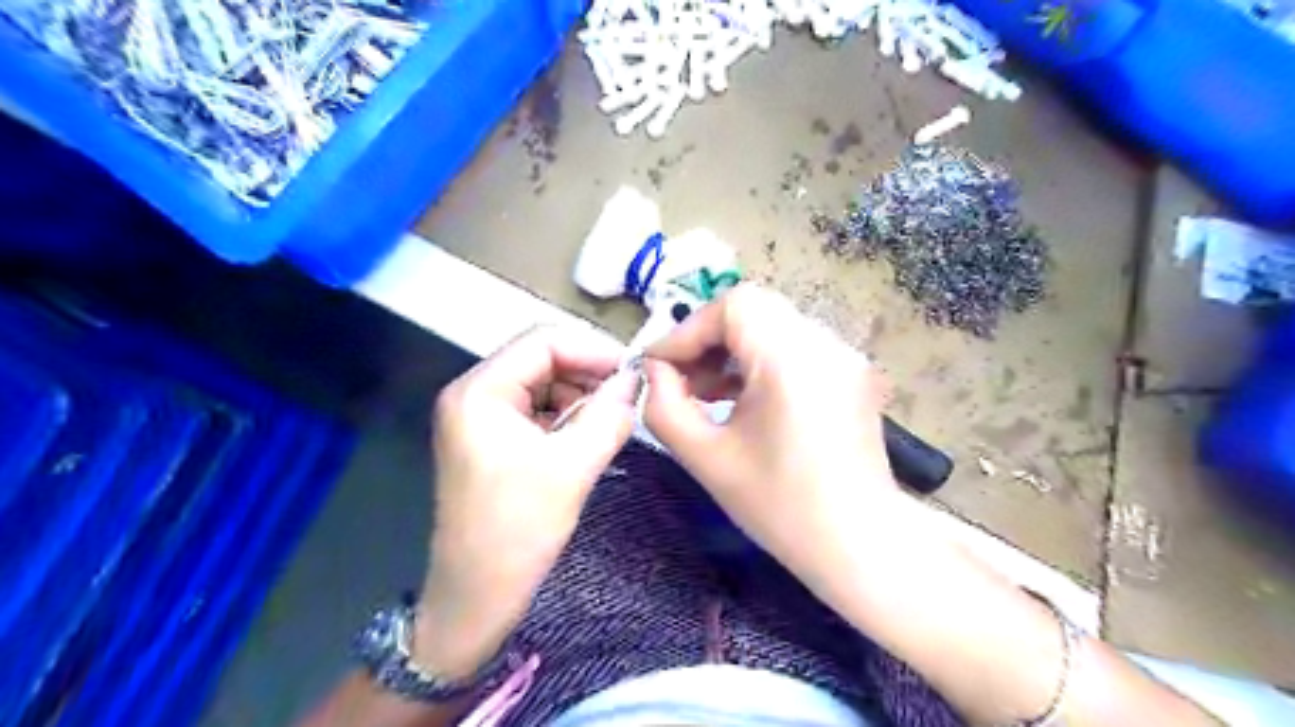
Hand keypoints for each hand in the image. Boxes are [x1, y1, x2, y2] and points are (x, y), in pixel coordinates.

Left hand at [414, 326, 636, 677]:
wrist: (475, 598)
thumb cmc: (517, 532)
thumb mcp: (571, 468)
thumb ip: (609, 415)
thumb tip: (637, 380)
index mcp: (480, 391)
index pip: (543, 342)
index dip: (593, 350)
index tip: (633, 373)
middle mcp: (474, 394)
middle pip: (541, 358)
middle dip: (587, 373)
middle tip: (628, 397)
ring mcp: (480, 417)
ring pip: (542, 383)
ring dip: (580, 395)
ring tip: (612, 419)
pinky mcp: (491, 439)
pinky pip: (536, 409)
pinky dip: (567, 415)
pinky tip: (589, 434)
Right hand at [643, 287, 903, 588]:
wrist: (860, 545)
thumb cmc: (780, 506)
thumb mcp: (706, 457)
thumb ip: (664, 406)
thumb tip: (655, 371)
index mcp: (791, 359)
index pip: (732, 306)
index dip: (687, 331)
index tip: (658, 368)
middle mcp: (824, 343)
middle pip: (753, 309)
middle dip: (707, 339)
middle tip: (682, 378)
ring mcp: (843, 355)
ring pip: (772, 325)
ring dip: (732, 349)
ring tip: (707, 393)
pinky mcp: (849, 373)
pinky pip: (794, 346)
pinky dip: (759, 360)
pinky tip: (742, 399)